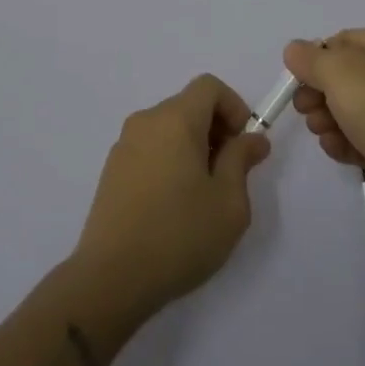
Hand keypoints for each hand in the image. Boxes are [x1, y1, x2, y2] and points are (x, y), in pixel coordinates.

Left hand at [72, 75, 272, 317]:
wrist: (111, 278)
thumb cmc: (179, 235)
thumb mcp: (229, 202)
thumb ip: (242, 160)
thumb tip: (253, 138)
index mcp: (175, 119)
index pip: (209, 86)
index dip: (234, 107)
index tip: (243, 145)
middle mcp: (146, 122)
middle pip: (188, 106)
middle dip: (215, 129)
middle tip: (229, 173)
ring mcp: (123, 146)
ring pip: (168, 129)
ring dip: (192, 147)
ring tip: (202, 194)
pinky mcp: (111, 171)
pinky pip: (150, 149)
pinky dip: (169, 160)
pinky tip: (173, 205)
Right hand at [284, 28, 364, 218]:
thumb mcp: (340, 72)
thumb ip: (310, 58)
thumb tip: (294, 50)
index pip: (344, 41)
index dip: (316, 59)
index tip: (298, 81)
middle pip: (345, 77)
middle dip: (319, 94)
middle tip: (305, 110)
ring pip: (352, 110)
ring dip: (329, 121)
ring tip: (322, 133)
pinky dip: (347, 142)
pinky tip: (336, 149)